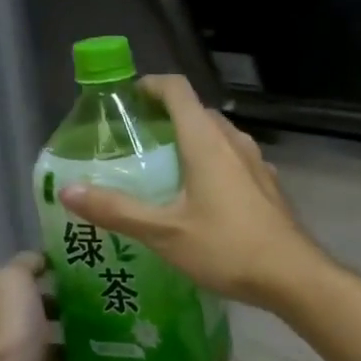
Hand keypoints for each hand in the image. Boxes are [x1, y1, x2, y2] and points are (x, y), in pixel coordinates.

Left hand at [0, 253, 128, 360]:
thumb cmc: (7, 335)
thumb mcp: (14, 282)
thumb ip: (28, 266)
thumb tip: (45, 255)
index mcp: (21, 318)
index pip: (48, 302)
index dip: (72, 293)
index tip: (110, 287)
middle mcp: (28, 351)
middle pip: (65, 341)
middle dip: (95, 336)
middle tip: (138, 328)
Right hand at [60, 75, 326, 308]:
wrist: (292, 275)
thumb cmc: (227, 248)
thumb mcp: (164, 232)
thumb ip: (116, 210)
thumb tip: (68, 191)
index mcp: (207, 141)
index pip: (178, 90)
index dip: (151, 85)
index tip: (127, 98)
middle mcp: (234, 142)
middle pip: (198, 112)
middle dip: (166, 116)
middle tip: (136, 139)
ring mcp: (256, 163)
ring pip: (219, 136)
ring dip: (191, 139)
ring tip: (164, 166)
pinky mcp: (267, 185)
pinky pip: (234, 159)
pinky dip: (212, 162)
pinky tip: (201, 195)